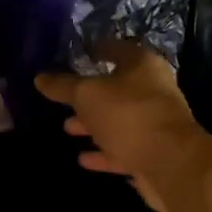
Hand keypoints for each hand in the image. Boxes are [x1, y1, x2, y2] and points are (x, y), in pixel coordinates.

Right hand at [36, 42, 211, 211]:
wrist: (171, 163)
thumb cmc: (128, 115)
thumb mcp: (87, 95)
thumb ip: (62, 86)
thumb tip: (40, 77)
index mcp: (141, 65)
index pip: (115, 48)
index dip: (95, 50)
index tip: (76, 54)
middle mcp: (152, 89)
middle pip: (116, 87)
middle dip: (88, 95)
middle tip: (64, 99)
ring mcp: (154, 122)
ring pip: (118, 120)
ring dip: (93, 125)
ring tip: (68, 128)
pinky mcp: (152, 152)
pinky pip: (122, 148)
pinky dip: (103, 152)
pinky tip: (83, 159)